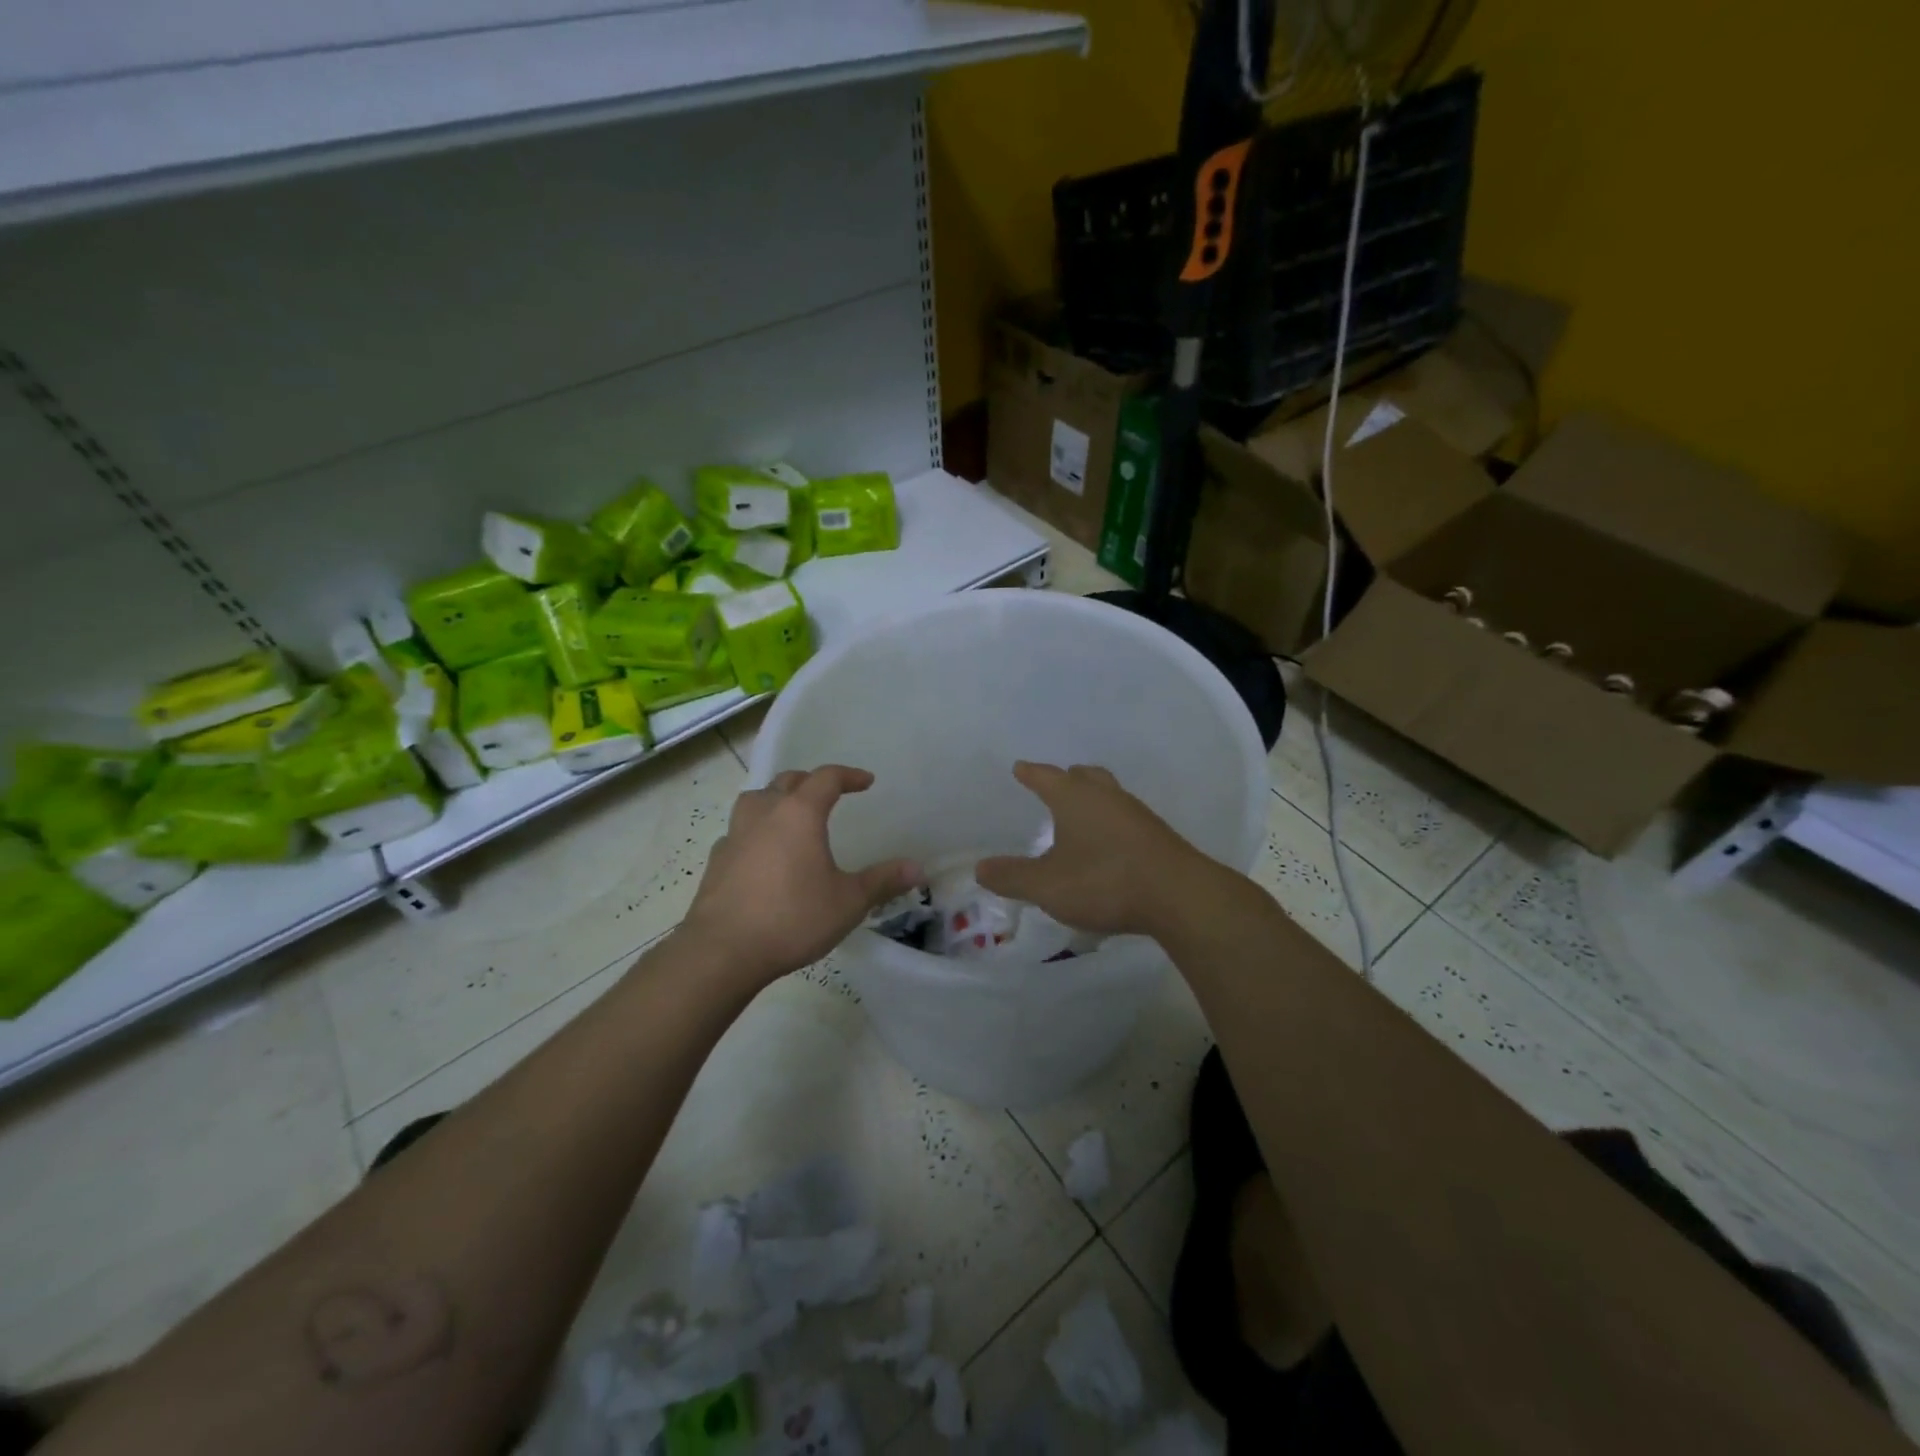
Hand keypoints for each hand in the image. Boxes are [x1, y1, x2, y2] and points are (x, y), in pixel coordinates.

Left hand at [682, 766, 921, 988]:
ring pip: (756, 799)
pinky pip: (740, 831)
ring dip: (776, 799)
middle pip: (787, 781)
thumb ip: (882, 881)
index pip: (826, 778)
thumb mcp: (848, 902)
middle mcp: (765, 813)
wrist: (723, 950)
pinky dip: (756, 831)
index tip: (866, 782)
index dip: (849, 775)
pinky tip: (763, 854)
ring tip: (791, 816)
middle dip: (811, 782)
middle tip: (829, 795)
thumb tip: (918, 868)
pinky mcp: (717, 860)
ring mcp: (735, 835)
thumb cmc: (793, 918)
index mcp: (799, 813)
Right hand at [976, 762, 1212, 938]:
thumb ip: (1012, 877)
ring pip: (1108, 795)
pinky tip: (1108, 844)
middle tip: (1054, 785)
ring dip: (1092, 799)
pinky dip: (1110, 822)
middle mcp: (1106, 796)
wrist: (1178, 896)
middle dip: (1066, 779)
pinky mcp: (1156, 836)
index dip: (1030, 773)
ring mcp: (1136, 814)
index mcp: (1075, 797)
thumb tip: (979, 869)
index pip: (1046, 776)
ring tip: (1079, 815)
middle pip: (1084, 776)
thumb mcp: (1047, 886)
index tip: (1020, 768)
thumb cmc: (1104, 881)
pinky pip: (1125, 818)